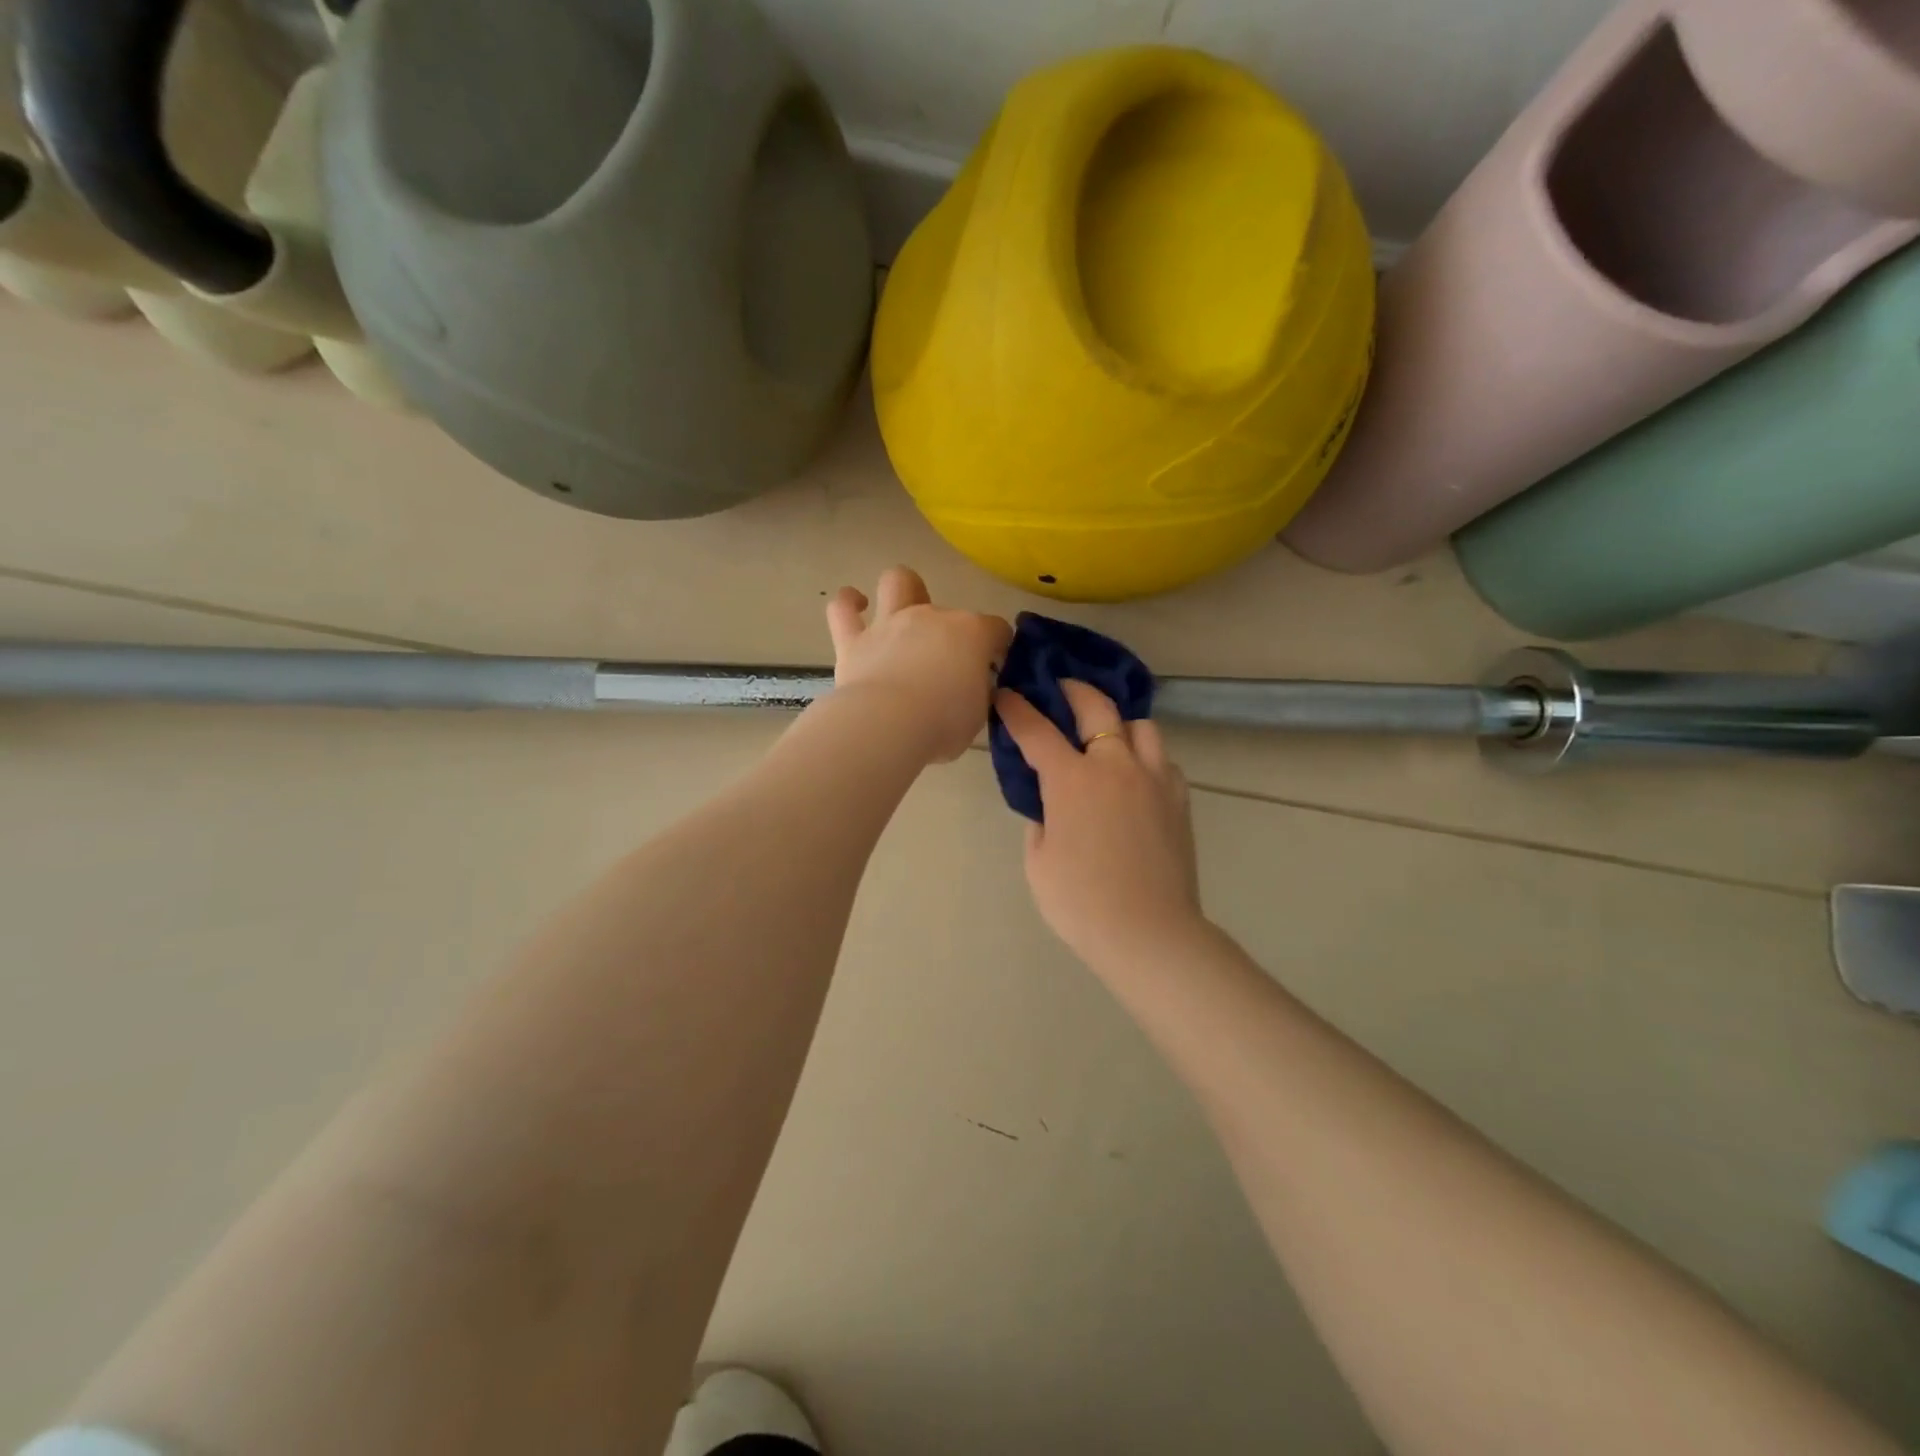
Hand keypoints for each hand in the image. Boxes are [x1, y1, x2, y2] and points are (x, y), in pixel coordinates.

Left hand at [827, 567, 1013, 762]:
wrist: (887, 725)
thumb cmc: (943, 724)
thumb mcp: (977, 714)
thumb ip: (977, 692)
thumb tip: (970, 687)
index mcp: (972, 634)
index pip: (996, 629)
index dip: (998, 646)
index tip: (993, 667)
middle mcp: (932, 617)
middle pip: (950, 610)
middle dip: (952, 629)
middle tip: (946, 657)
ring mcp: (891, 623)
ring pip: (897, 582)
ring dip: (902, 590)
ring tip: (901, 609)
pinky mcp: (854, 640)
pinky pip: (843, 609)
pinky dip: (848, 603)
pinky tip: (855, 605)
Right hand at [995, 680, 1202, 966]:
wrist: (1149, 932)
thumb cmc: (1080, 902)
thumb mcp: (1039, 861)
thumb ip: (1041, 822)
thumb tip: (1050, 806)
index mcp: (1072, 780)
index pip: (1037, 730)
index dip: (1016, 709)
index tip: (1005, 694)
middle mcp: (1115, 765)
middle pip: (1096, 707)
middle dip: (1073, 690)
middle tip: (1060, 689)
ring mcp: (1153, 778)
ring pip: (1140, 725)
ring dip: (1118, 721)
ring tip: (1106, 733)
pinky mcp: (1179, 799)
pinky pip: (1162, 760)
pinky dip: (1145, 757)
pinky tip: (1136, 776)